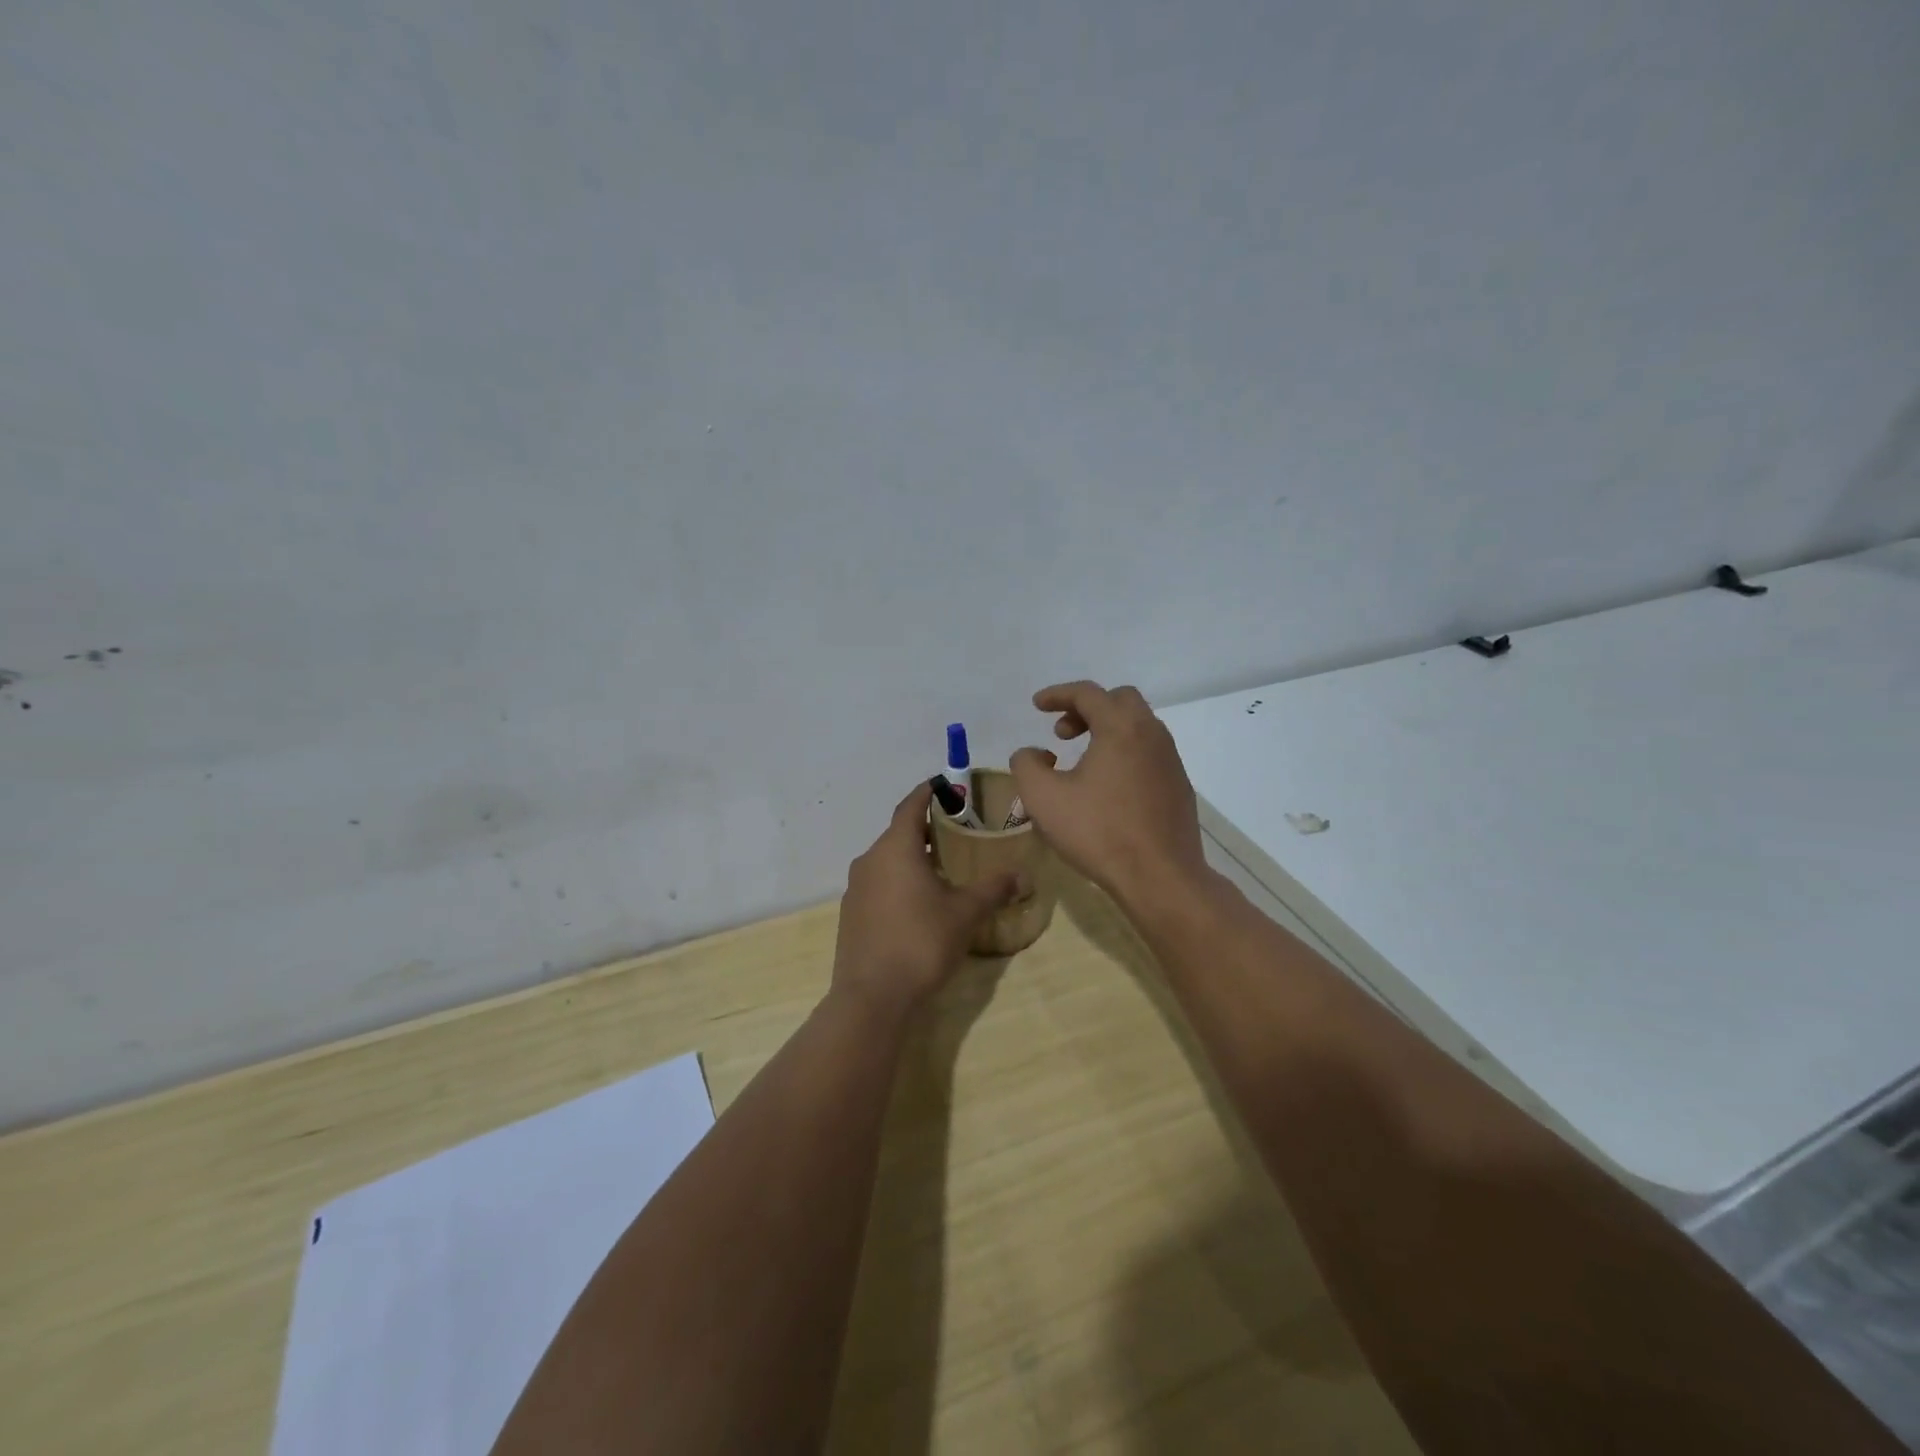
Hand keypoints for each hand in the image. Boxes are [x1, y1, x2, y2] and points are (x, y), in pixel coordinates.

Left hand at [831, 783, 1025, 1014]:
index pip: (911, 806)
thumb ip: (994, 889)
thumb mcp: (965, 913)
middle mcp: (870, 860)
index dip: (929, 792)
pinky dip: (899, 881)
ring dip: (912, 858)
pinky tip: (919, 903)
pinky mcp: (851, 914)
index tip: (946, 785)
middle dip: (926, 829)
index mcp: (895, 848)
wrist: (872, 997)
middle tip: (957, 833)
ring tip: (943, 869)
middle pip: (899, 832)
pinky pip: (878, 884)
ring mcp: (856, 888)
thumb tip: (1024, 875)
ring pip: (887, 860)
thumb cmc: (921, 942)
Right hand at [1010, 681, 1209, 908]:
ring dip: (1107, 731)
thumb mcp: (1043, 798)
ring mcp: (1170, 760)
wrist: (1161, 877)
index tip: (1037, 705)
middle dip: (1086, 709)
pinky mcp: (1179, 786)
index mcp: (1121, 728)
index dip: (1057, 694)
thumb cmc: (1099, 832)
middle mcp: (1151, 734)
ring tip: (1081, 761)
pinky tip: (1107, 786)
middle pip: (1119, 701)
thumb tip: (1031, 753)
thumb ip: (1026, 765)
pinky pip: (1148, 753)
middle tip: (1062, 734)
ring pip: (1138, 727)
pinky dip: (1124, 752)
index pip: (1087, 693)